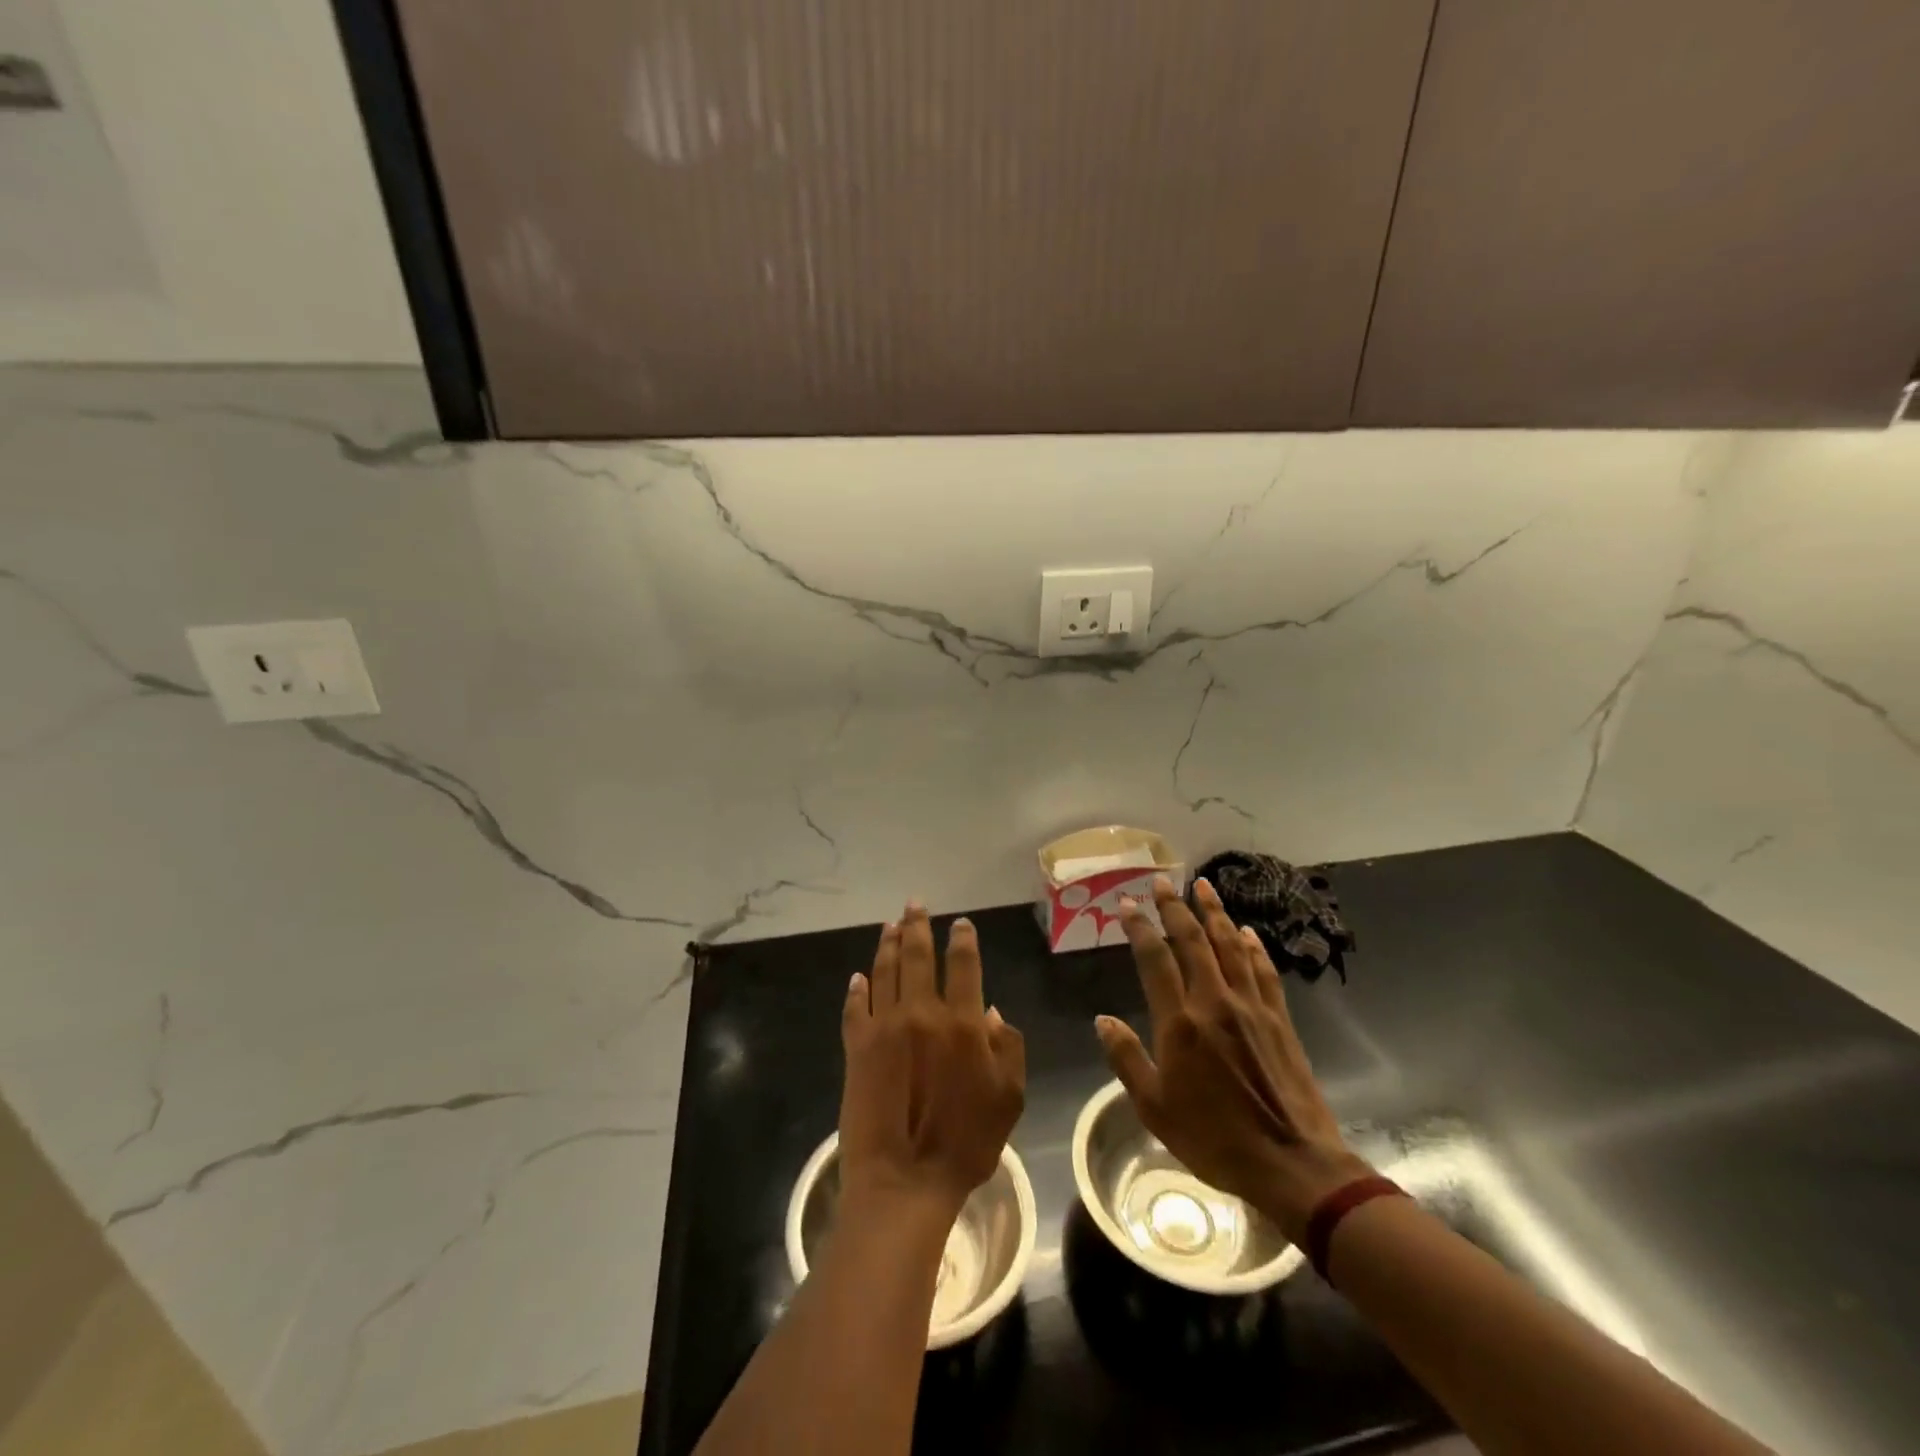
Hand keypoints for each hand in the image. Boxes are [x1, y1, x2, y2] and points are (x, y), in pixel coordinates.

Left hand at [839, 904, 1025, 1217]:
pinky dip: (858, 988)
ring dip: (887, 944)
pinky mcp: (856, 1047)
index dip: (962, 939)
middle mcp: (921, 1012)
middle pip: (917, 956)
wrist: (904, 1180)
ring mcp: (884, 1027)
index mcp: (962, 1023)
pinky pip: (856, 1007)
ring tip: (890, 925)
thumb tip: (990, 1011)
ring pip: (885, 971)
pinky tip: (859, 976)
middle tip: (914, 904)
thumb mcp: (1009, 1098)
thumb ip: (1007, 1048)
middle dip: (917, 925)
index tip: (960, 923)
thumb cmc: (966, 1143)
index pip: (963, 965)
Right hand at [1098, 876, 1372, 1243]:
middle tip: (1162, 881)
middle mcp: (1215, 1002)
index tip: (1126, 905)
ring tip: (1204, 885)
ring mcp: (1251, 1007)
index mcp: (1181, 1023)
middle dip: (1175, 907)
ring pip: (1230, 946)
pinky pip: (1263, 970)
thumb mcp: (1155, 1108)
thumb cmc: (1215, 1139)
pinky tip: (1247, 932)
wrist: (1293, 1164)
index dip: (1139, 928)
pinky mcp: (1279, 1019)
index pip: (1155, 960)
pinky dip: (1253, 946)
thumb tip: (1103, 1020)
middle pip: (1193, 941)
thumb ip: (1127, 1059)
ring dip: (1215, 913)